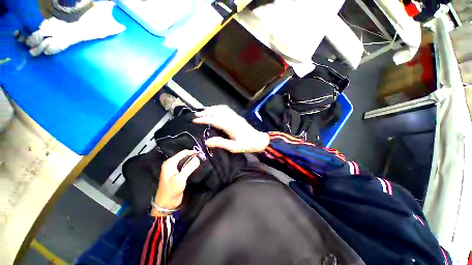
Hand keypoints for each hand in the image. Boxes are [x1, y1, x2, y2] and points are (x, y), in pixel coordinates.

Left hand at [152, 150, 199, 216]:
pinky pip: (185, 166)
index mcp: (170, 163)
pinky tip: (196, 167)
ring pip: (185, 161)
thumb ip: (189, 167)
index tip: (202, 153)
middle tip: (203, 157)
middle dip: (193, 156)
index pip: (183, 153)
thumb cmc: (171, 191)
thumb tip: (197, 158)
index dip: (192, 152)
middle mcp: (171, 164)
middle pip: (184, 156)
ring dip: (192, 161)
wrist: (166, 204)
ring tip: (201, 161)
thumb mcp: (180, 179)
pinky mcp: (177, 173)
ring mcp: (174, 169)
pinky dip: (190, 165)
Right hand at [193, 105, 269, 152]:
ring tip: (203, 111)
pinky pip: (226, 109)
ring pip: (222, 109)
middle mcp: (233, 119)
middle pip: (217, 112)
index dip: (204, 119)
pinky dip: (218, 108)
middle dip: (206, 112)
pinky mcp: (237, 116)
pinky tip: (215, 110)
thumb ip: (221, 143)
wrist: (259, 140)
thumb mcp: (234, 147)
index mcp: (231, 126)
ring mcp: (236, 116)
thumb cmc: (247, 145)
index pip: (215, 120)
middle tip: (196, 114)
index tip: (195, 120)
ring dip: (211, 108)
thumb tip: (207, 141)